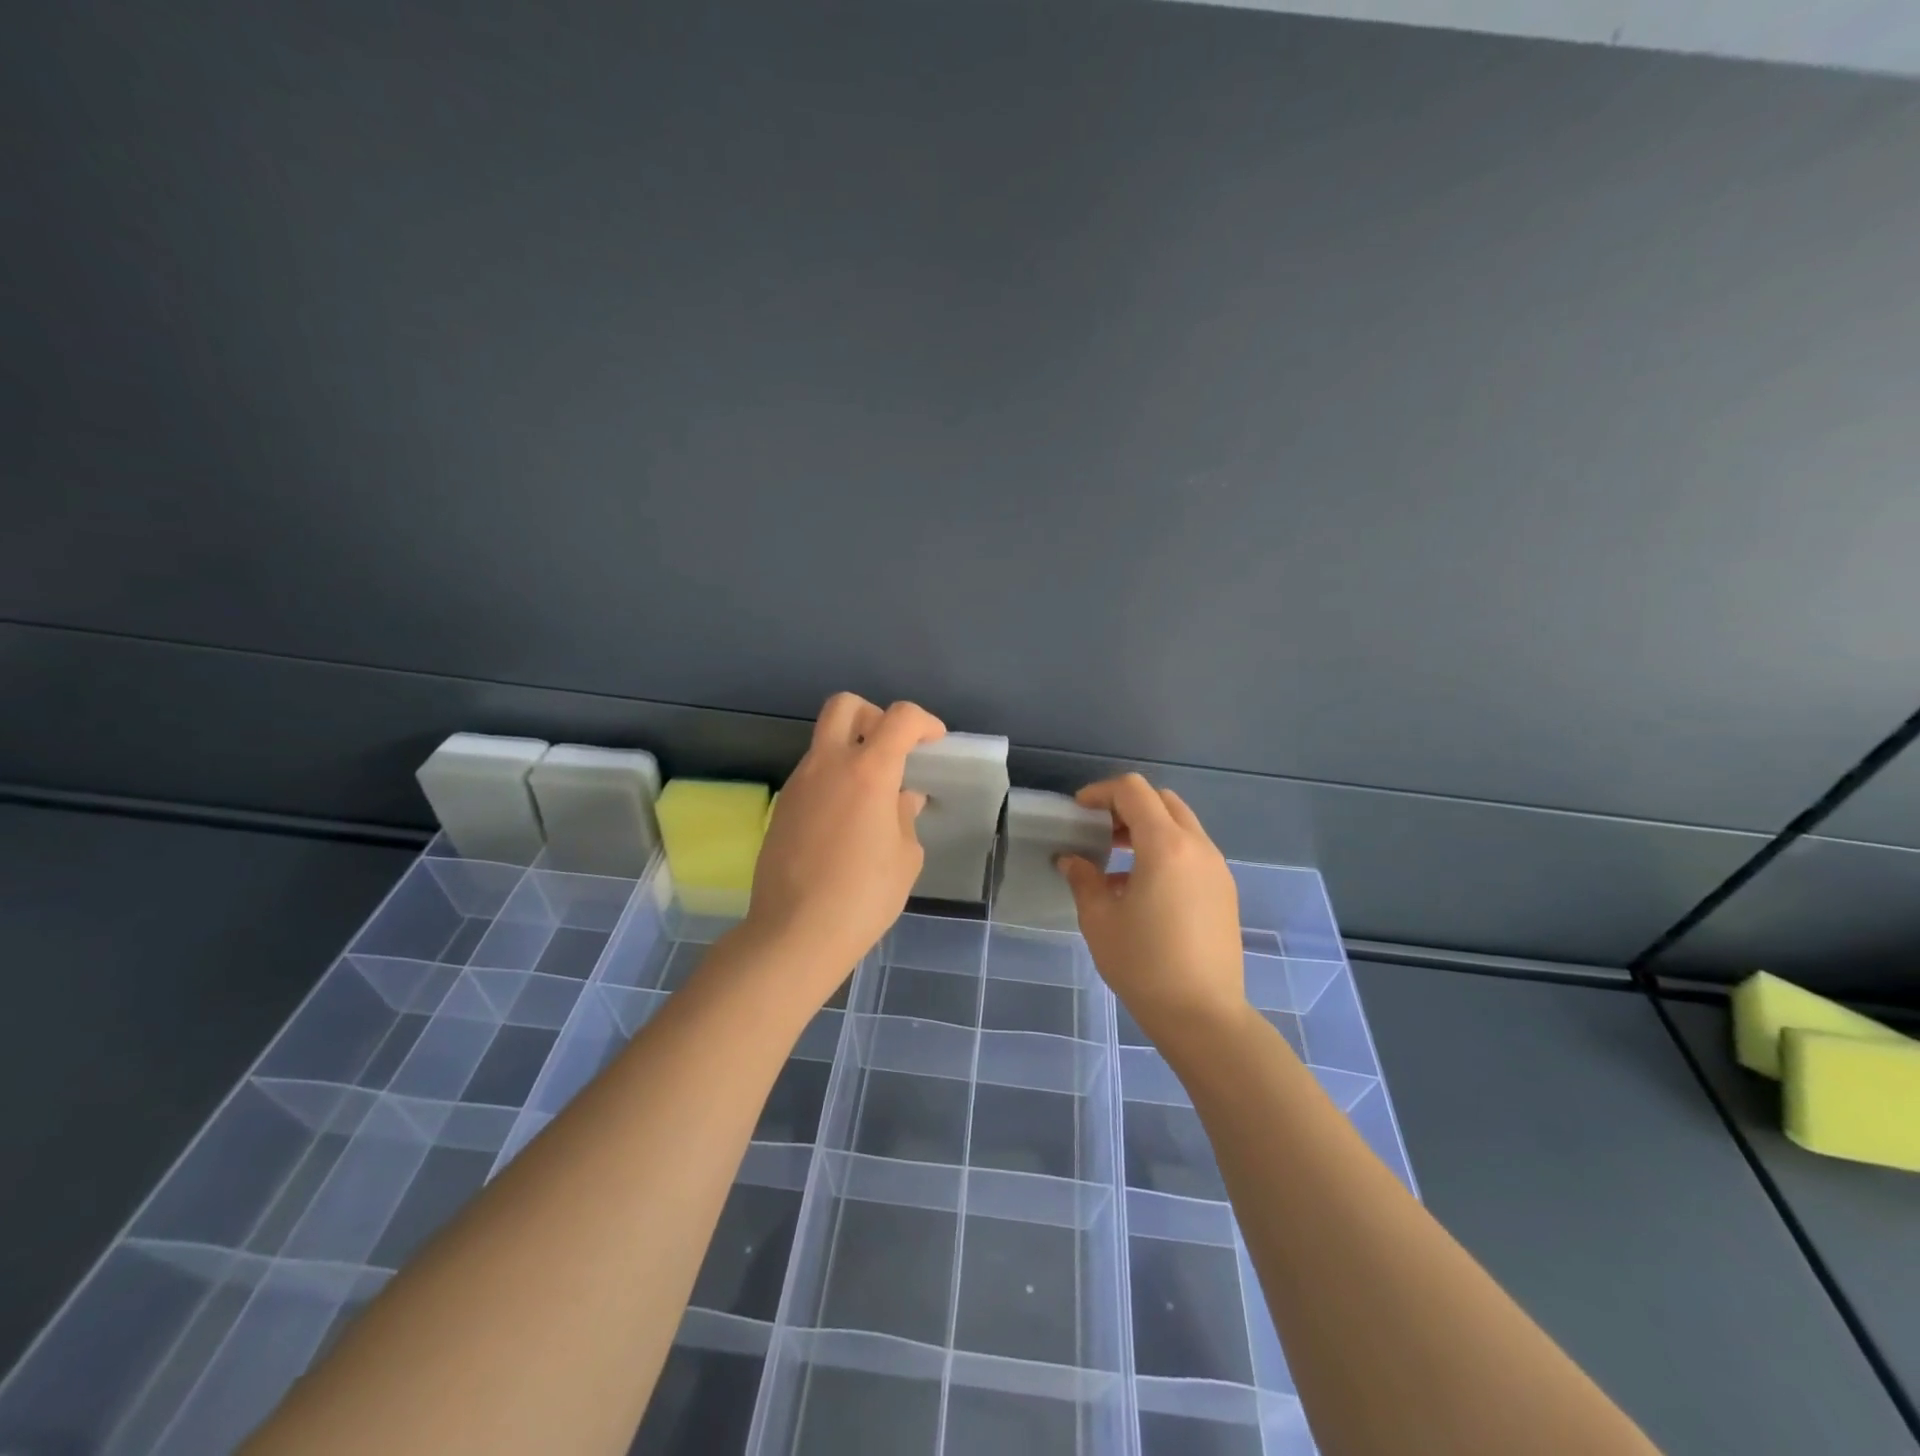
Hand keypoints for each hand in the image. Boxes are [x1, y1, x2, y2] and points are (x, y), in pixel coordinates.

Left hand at [746, 694, 945, 998]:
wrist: (795, 932)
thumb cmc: (863, 896)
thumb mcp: (905, 857)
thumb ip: (904, 817)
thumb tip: (900, 799)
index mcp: (868, 772)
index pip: (899, 718)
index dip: (924, 722)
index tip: (934, 743)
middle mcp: (828, 765)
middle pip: (845, 705)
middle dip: (874, 715)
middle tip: (891, 750)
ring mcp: (799, 783)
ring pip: (824, 741)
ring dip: (851, 751)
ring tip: (871, 796)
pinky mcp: (782, 806)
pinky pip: (812, 774)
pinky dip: (833, 780)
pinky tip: (845, 821)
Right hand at [1057, 774, 1252, 1047]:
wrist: (1203, 1016)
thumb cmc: (1144, 965)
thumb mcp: (1100, 920)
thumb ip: (1084, 879)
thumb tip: (1072, 860)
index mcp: (1166, 846)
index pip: (1134, 791)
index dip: (1101, 792)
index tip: (1078, 811)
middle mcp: (1197, 847)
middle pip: (1162, 801)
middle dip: (1127, 806)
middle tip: (1099, 832)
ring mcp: (1217, 868)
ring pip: (1181, 825)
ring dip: (1147, 829)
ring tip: (1116, 861)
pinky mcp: (1225, 891)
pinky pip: (1192, 851)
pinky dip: (1165, 850)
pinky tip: (1142, 888)